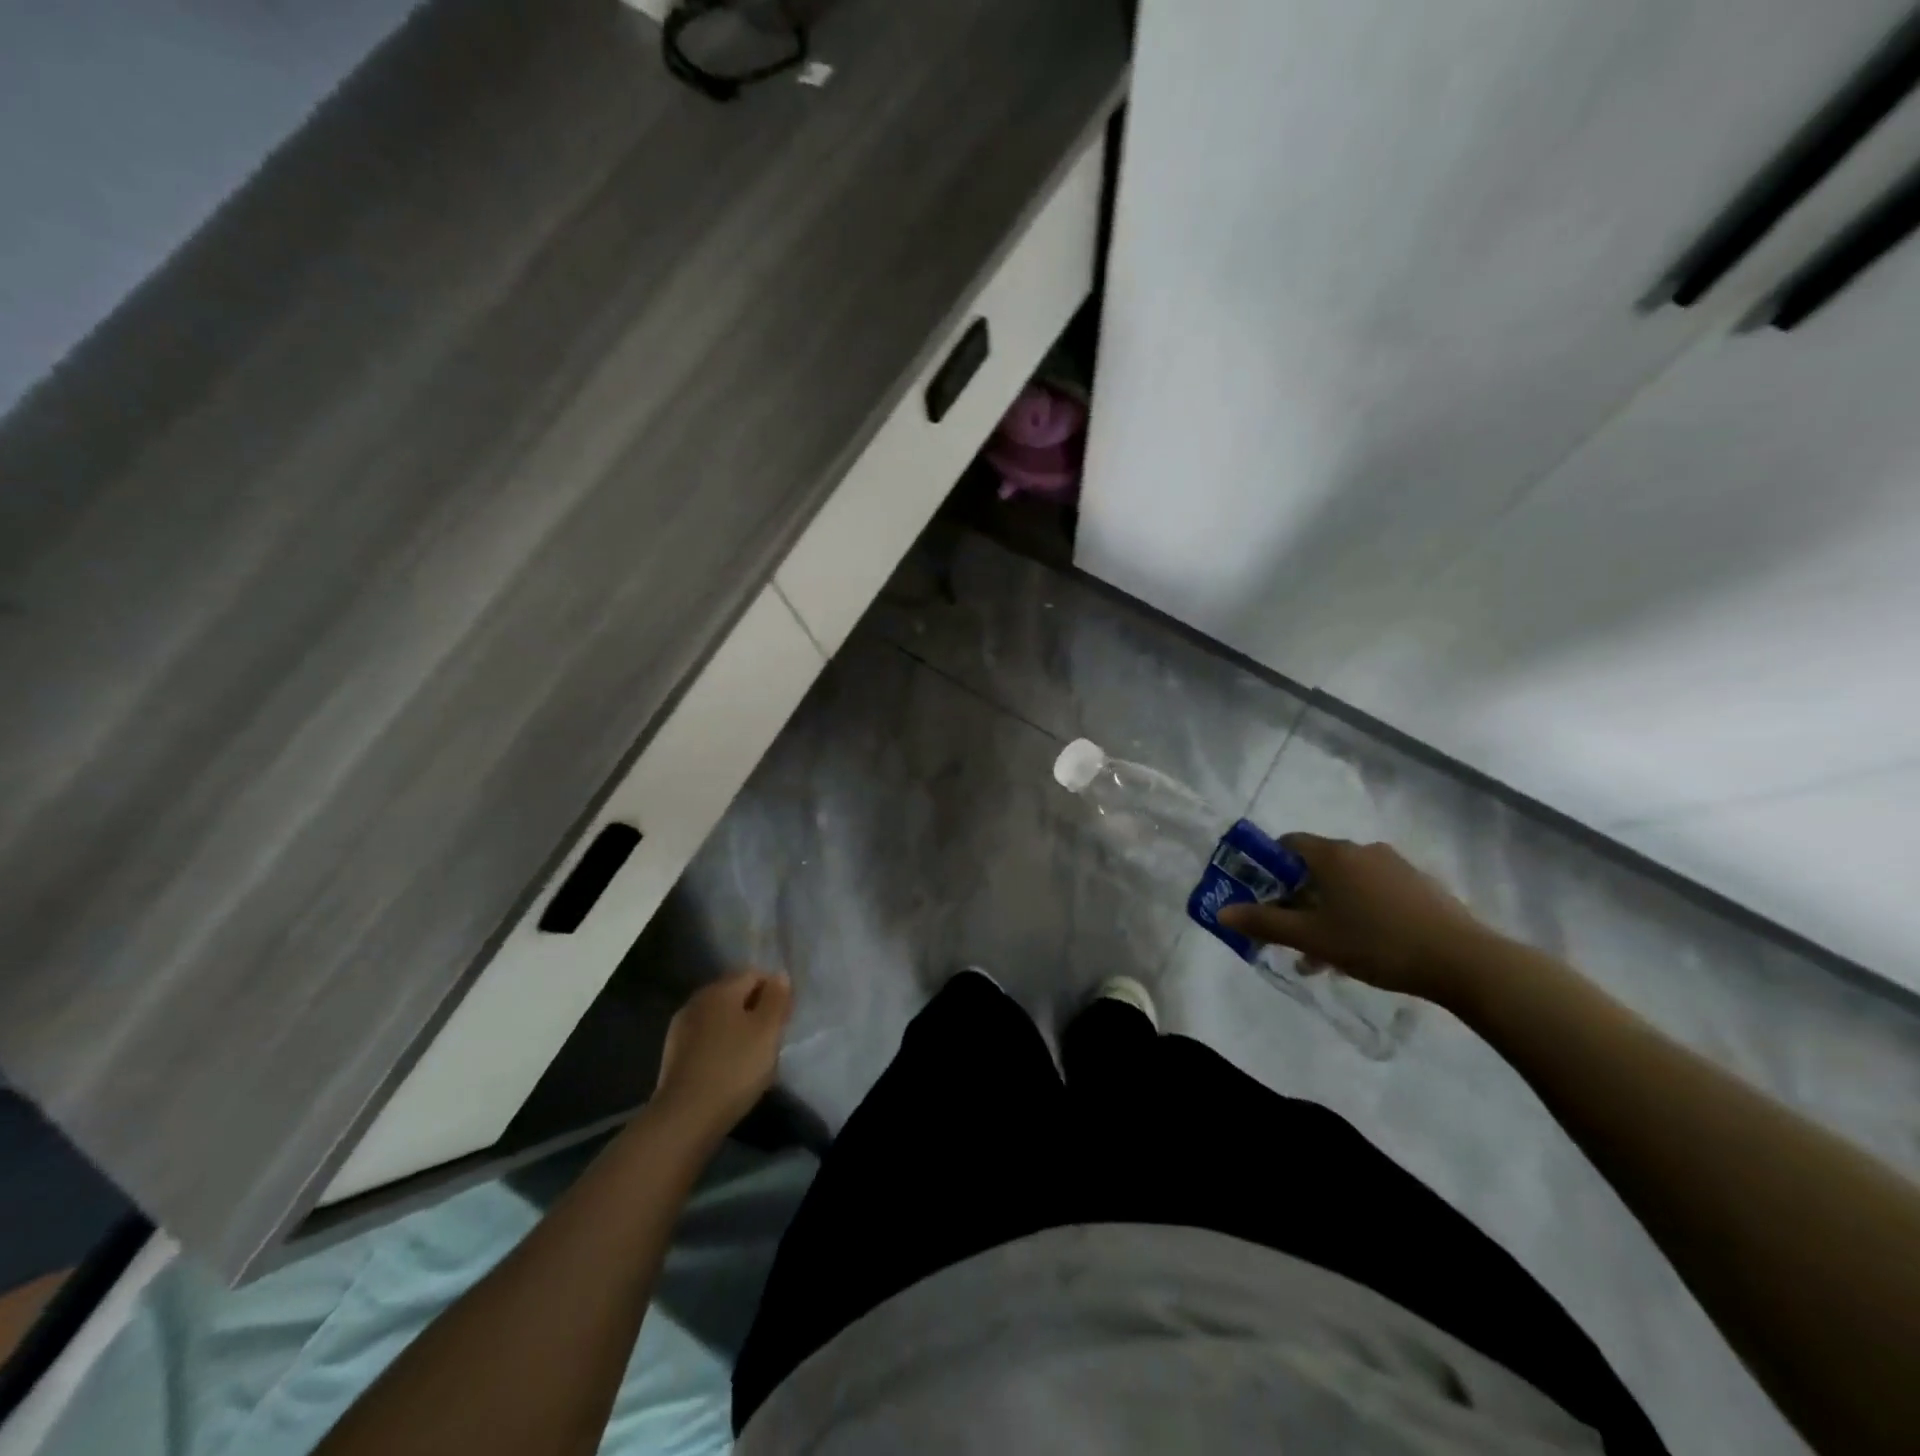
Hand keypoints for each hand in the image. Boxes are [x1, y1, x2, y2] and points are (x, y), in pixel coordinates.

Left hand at [654, 970, 793, 1136]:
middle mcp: (698, 1000)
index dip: (775, 991)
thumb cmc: (734, 1067)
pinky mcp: (674, 1053)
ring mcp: (681, 1027)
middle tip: (772, 1038)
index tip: (785, 1018)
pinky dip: (720, 1045)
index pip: (755, 974)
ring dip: (737, 1028)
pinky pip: (706, 1038)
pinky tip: (728, 1068)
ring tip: (752, 1056)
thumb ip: (776, 998)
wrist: (685, 1117)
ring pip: (720, 1017)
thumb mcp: (768, 1030)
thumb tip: (779, 975)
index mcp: (721, 989)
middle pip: (735, 994)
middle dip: (756, 1009)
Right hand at [1217, 835, 1493, 1003]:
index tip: (1262, 896)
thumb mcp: (1312, 938)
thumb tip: (1222, 911)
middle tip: (1292, 935)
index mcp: (1333, 855)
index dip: (1268, 867)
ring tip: (1323, 957)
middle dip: (1298, 900)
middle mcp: (1362, 851)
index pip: (1288, 844)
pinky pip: (1375, 893)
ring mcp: (1395, 867)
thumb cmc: (1376, 943)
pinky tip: (1361, 951)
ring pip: (1346, 885)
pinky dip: (1359, 914)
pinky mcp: (1420, 887)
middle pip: (1316, 868)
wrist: (1463, 961)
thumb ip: (1265, 923)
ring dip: (1328, 913)